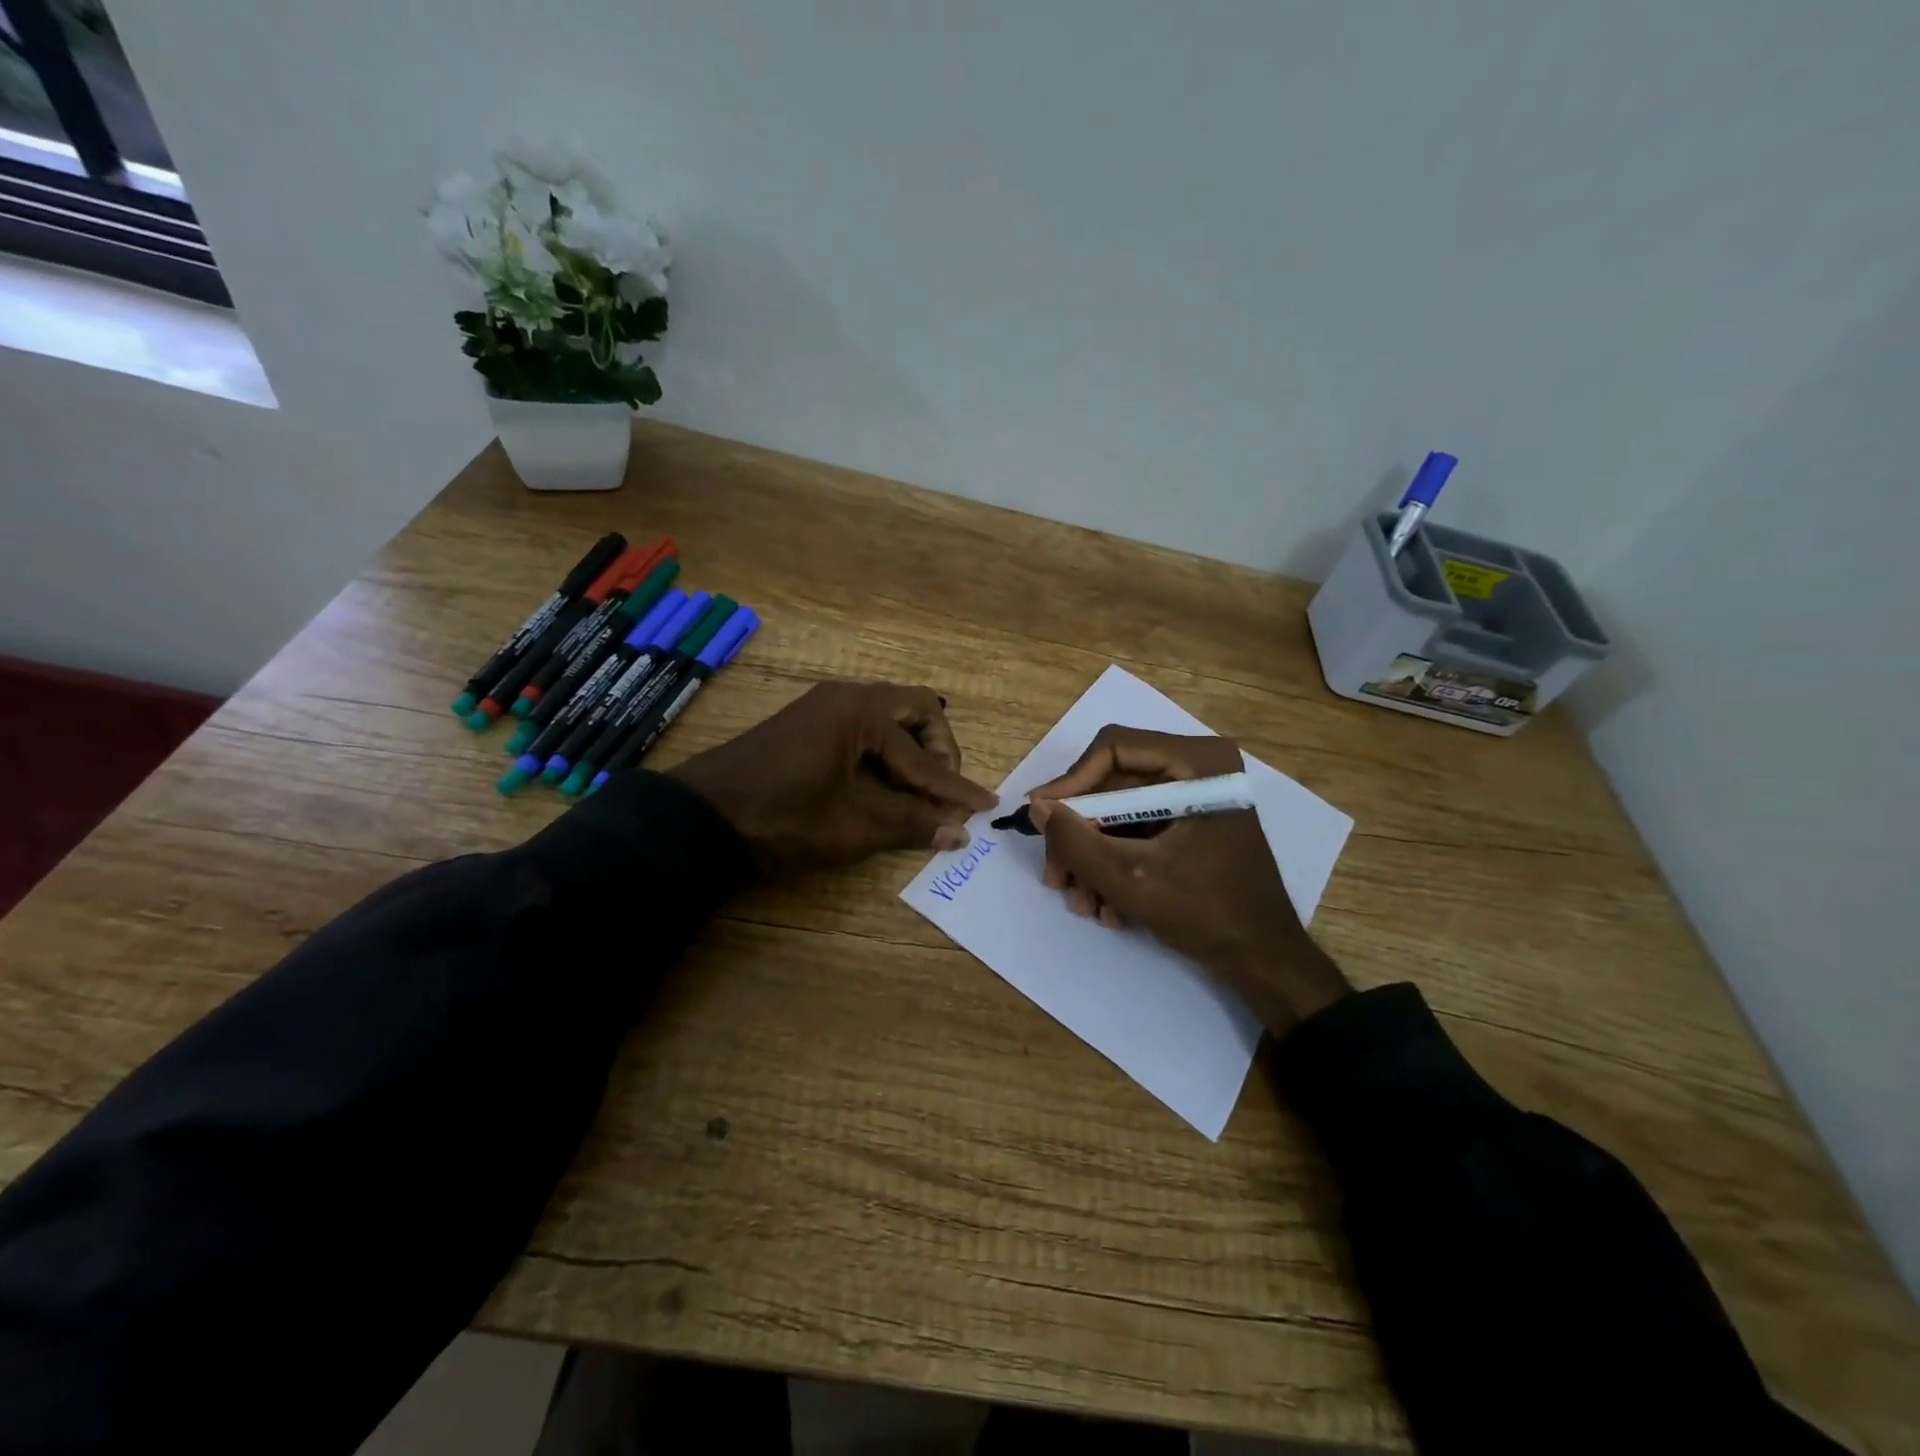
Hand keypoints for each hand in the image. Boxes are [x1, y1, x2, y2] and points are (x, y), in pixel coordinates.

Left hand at [668, 682, 996, 875]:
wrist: (700, 820)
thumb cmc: (782, 819)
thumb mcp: (852, 827)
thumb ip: (911, 824)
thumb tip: (959, 833)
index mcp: (861, 712)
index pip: (922, 756)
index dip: (955, 787)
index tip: (985, 807)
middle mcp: (847, 697)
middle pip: (915, 711)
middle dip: (938, 751)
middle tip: (942, 790)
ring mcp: (824, 707)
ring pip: (889, 717)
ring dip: (911, 751)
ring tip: (919, 792)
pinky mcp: (809, 724)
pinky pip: (864, 728)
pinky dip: (884, 753)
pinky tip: (885, 785)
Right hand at [1027, 726, 1349, 1034]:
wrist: (1266, 961)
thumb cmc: (1208, 913)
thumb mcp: (1131, 879)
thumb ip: (1077, 841)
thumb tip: (1037, 806)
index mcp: (1198, 762)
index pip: (1114, 749)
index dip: (1071, 783)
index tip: (1041, 819)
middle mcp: (1198, 767)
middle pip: (1112, 784)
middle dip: (1080, 835)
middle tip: (1056, 877)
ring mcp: (1195, 796)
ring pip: (1120, 812)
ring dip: (1094, 858)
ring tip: (1084, 904)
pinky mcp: (1191, 823)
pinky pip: (1139, 830)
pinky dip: (1118, 863)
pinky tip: (1109, 906)